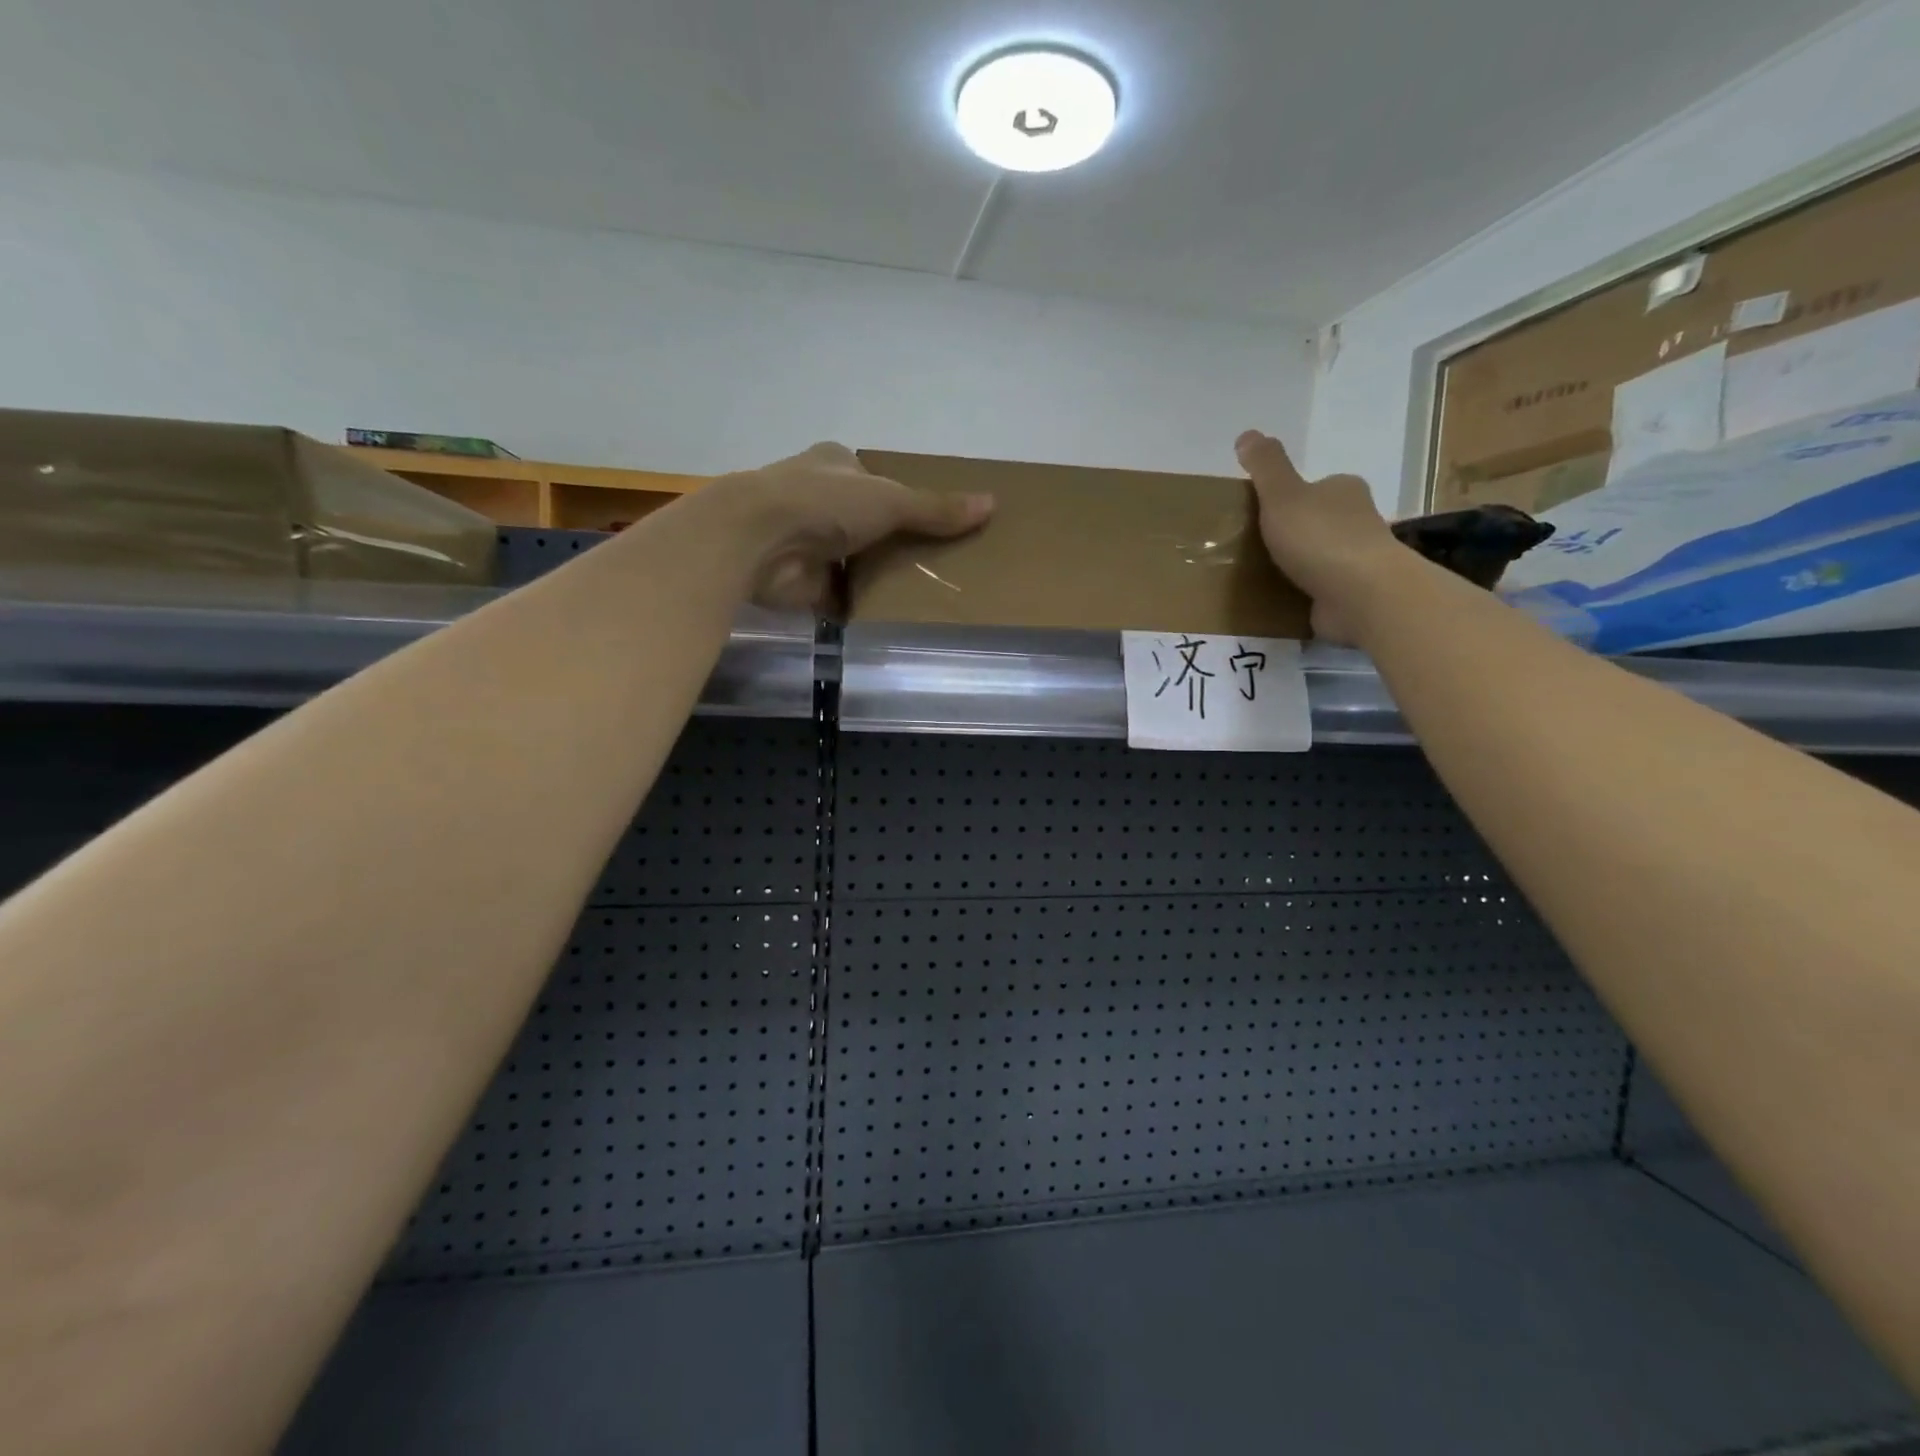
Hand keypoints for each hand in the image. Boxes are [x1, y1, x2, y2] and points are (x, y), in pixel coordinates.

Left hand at [710, 443, 993, 610]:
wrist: (758, 542)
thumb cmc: (823, 503)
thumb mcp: (891, 500)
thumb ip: (936, 508)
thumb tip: (992, 504)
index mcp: (835, 466)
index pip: (874, 479)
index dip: (902, 497)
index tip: (933, 520)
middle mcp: (818, 499)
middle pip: (866, 522)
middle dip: (893, 541)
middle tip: (937, 563)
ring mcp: (807, 542)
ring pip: (853, 559)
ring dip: (876, 576)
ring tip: (923, 593)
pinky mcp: (802, 582)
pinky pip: (839, 596)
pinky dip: (859, 606)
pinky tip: (889, 617)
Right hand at [1236, 430, 1404, 644]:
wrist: (1360, 594)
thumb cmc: (1320, 538)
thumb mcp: (1283, 495)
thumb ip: (1266, 467)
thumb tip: (1247, 434)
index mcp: (1344, 490)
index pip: (1316, 487)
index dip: (1290, 498)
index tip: (1263, 515)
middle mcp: (1359, 519)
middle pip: (1321, 520)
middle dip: (1295, 532)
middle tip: (1257, 547)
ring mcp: (1360, 559)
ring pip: (1324, 556)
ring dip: (1301, 564)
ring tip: (1265, 576)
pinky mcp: (1356, 593)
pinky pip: (1324, 588)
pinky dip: (1307, 592)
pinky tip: (1285, 600)